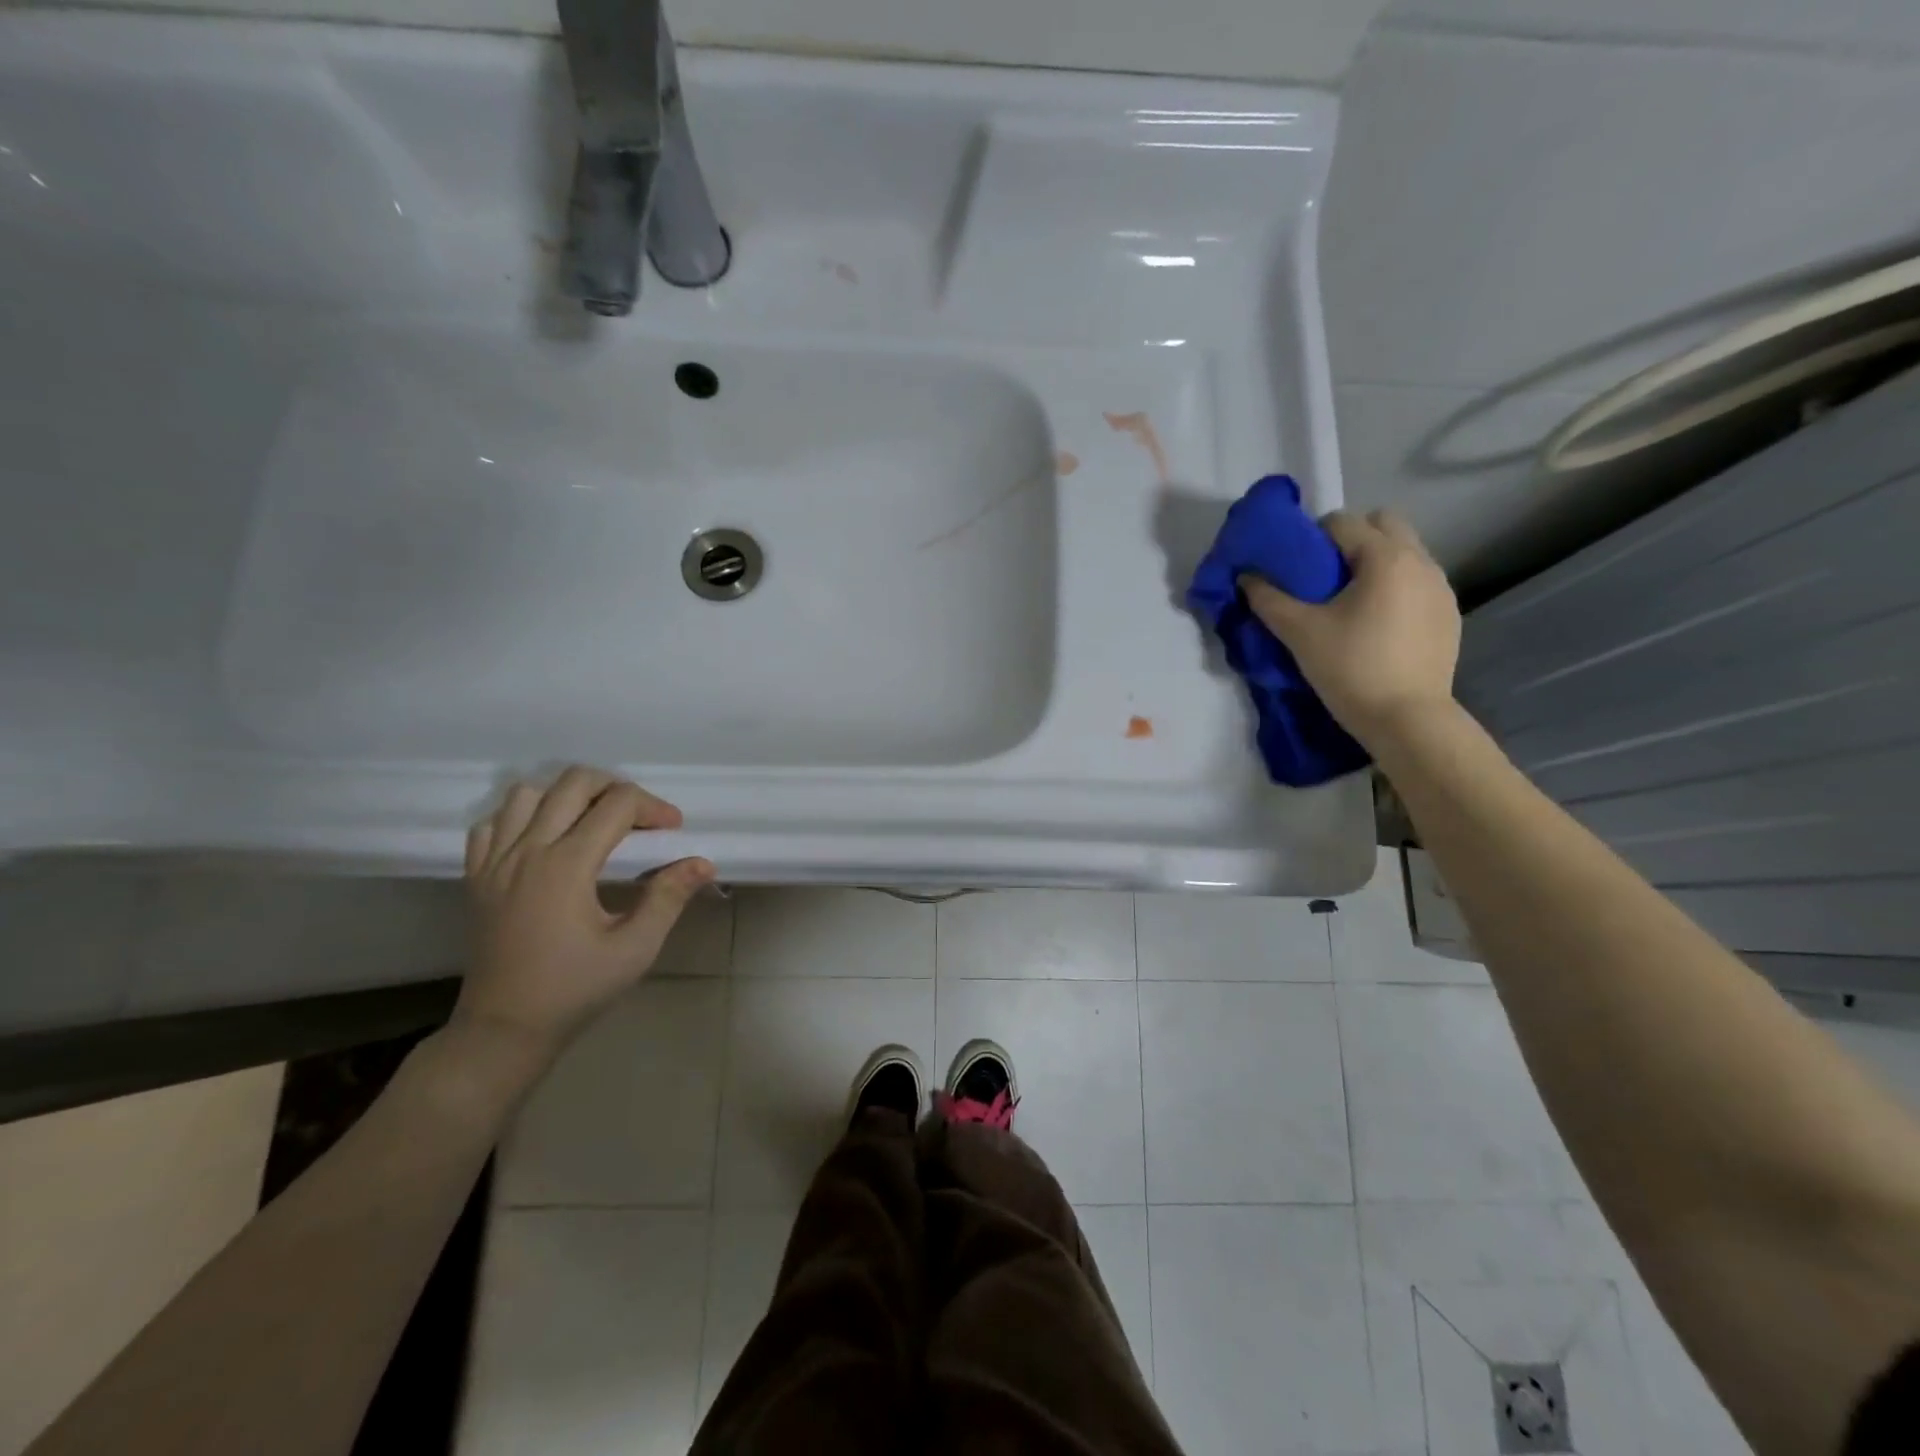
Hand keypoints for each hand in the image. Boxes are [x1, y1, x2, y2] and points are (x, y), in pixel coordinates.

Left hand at [454, 766, 715, 1060]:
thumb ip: (669, 897)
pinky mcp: (476, 877)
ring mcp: (495, 862)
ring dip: (566, 796)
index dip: (654, 807)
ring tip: (593, 822)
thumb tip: (702, 863)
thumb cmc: (575, 990)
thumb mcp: (635, 948)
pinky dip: (521, 817)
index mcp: (566, 865)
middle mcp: (527, 851)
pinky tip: (545, 840)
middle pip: (573, 783)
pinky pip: (492, 823)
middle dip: (615, 787)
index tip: (673, 831)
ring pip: (527, 794)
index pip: (618, 804)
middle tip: (639, 817)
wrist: (505, 1029)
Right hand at [1240, 508, 1460, 745]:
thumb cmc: (1350, 668)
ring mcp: (1441, 587)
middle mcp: (1420, 561)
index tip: (1296, 563)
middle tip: (1326, 575)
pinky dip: (1397, 586)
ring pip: (1405, 551)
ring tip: (1351, 600)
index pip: (1343, 521)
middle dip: (1352, 538)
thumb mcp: (1299, 633)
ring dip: (1376, 561)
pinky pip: (1419, 581)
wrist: (1407, 719)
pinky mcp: (1449, 613)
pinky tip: (1379, 623)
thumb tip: (1246, 577)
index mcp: (1385, 557)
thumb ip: (1268, 599)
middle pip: (1384, 523)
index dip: (1312, 535)